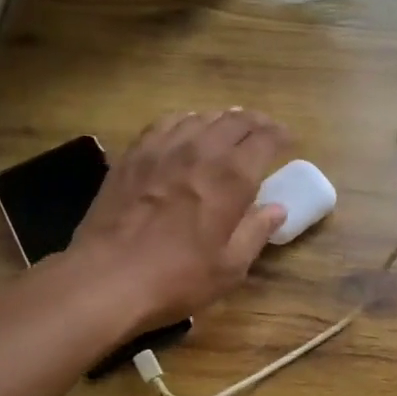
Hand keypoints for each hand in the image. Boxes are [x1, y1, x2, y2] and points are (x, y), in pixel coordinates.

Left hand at [70, 109, 290, 327]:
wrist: (107, 278)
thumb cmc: (177, 278)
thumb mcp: (230, 267)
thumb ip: (256, 232)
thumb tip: (277, 209)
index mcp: (231, 178)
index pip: (264, 139)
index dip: (280, 135)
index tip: (288, 141)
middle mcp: (200, 152)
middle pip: (234, 121)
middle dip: (256, 122)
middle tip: (265, 131)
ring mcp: (162, 149)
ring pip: (200, 117)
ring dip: (221, 120)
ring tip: (228, 130)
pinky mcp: (133, 155)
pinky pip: (165, 124)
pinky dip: (185, 121)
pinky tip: (185, 132)